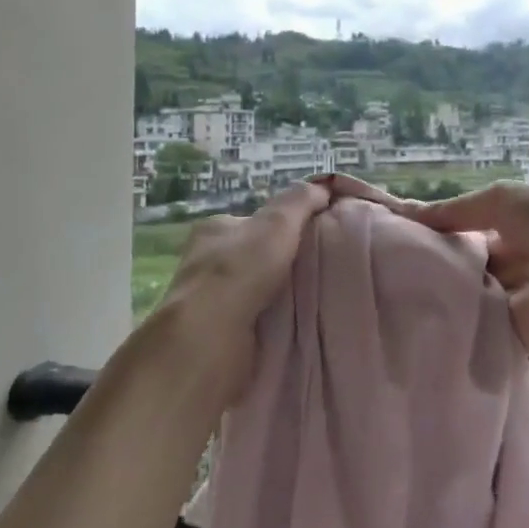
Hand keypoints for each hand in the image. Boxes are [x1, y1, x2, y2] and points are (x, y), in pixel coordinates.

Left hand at [154, 179, 330, 399]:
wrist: (209, 338)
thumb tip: (323, 189)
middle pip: (255, 258)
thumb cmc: (240, 270)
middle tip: (322, 270)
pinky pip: (254, 322)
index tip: (313, 237)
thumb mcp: (277, 223)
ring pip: (255, 292)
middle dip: (283, 264)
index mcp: (214, 230)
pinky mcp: (217, 335)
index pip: (253, 222)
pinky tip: (298, 328)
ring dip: (280, 298)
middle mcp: (206, 263)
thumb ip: (300, 201)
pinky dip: (273, 325)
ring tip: (318, 301)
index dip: (283, 227)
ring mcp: (209, 301)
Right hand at [403, 182, 528, 355]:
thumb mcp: (499, 201)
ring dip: (441, 290)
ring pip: (466, 293)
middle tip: (387, 263)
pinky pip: (476, 325)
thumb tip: (402, 212)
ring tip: (392, 288)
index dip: (437, 229)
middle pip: (465, 261)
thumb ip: (452, 211)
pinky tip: (414, 315)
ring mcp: (512, 297)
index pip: (467, 227)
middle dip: (434, 261)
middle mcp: (513, 259)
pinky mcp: (511, 332)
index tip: (396, 234)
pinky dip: (452, 321)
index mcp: (515, 224)